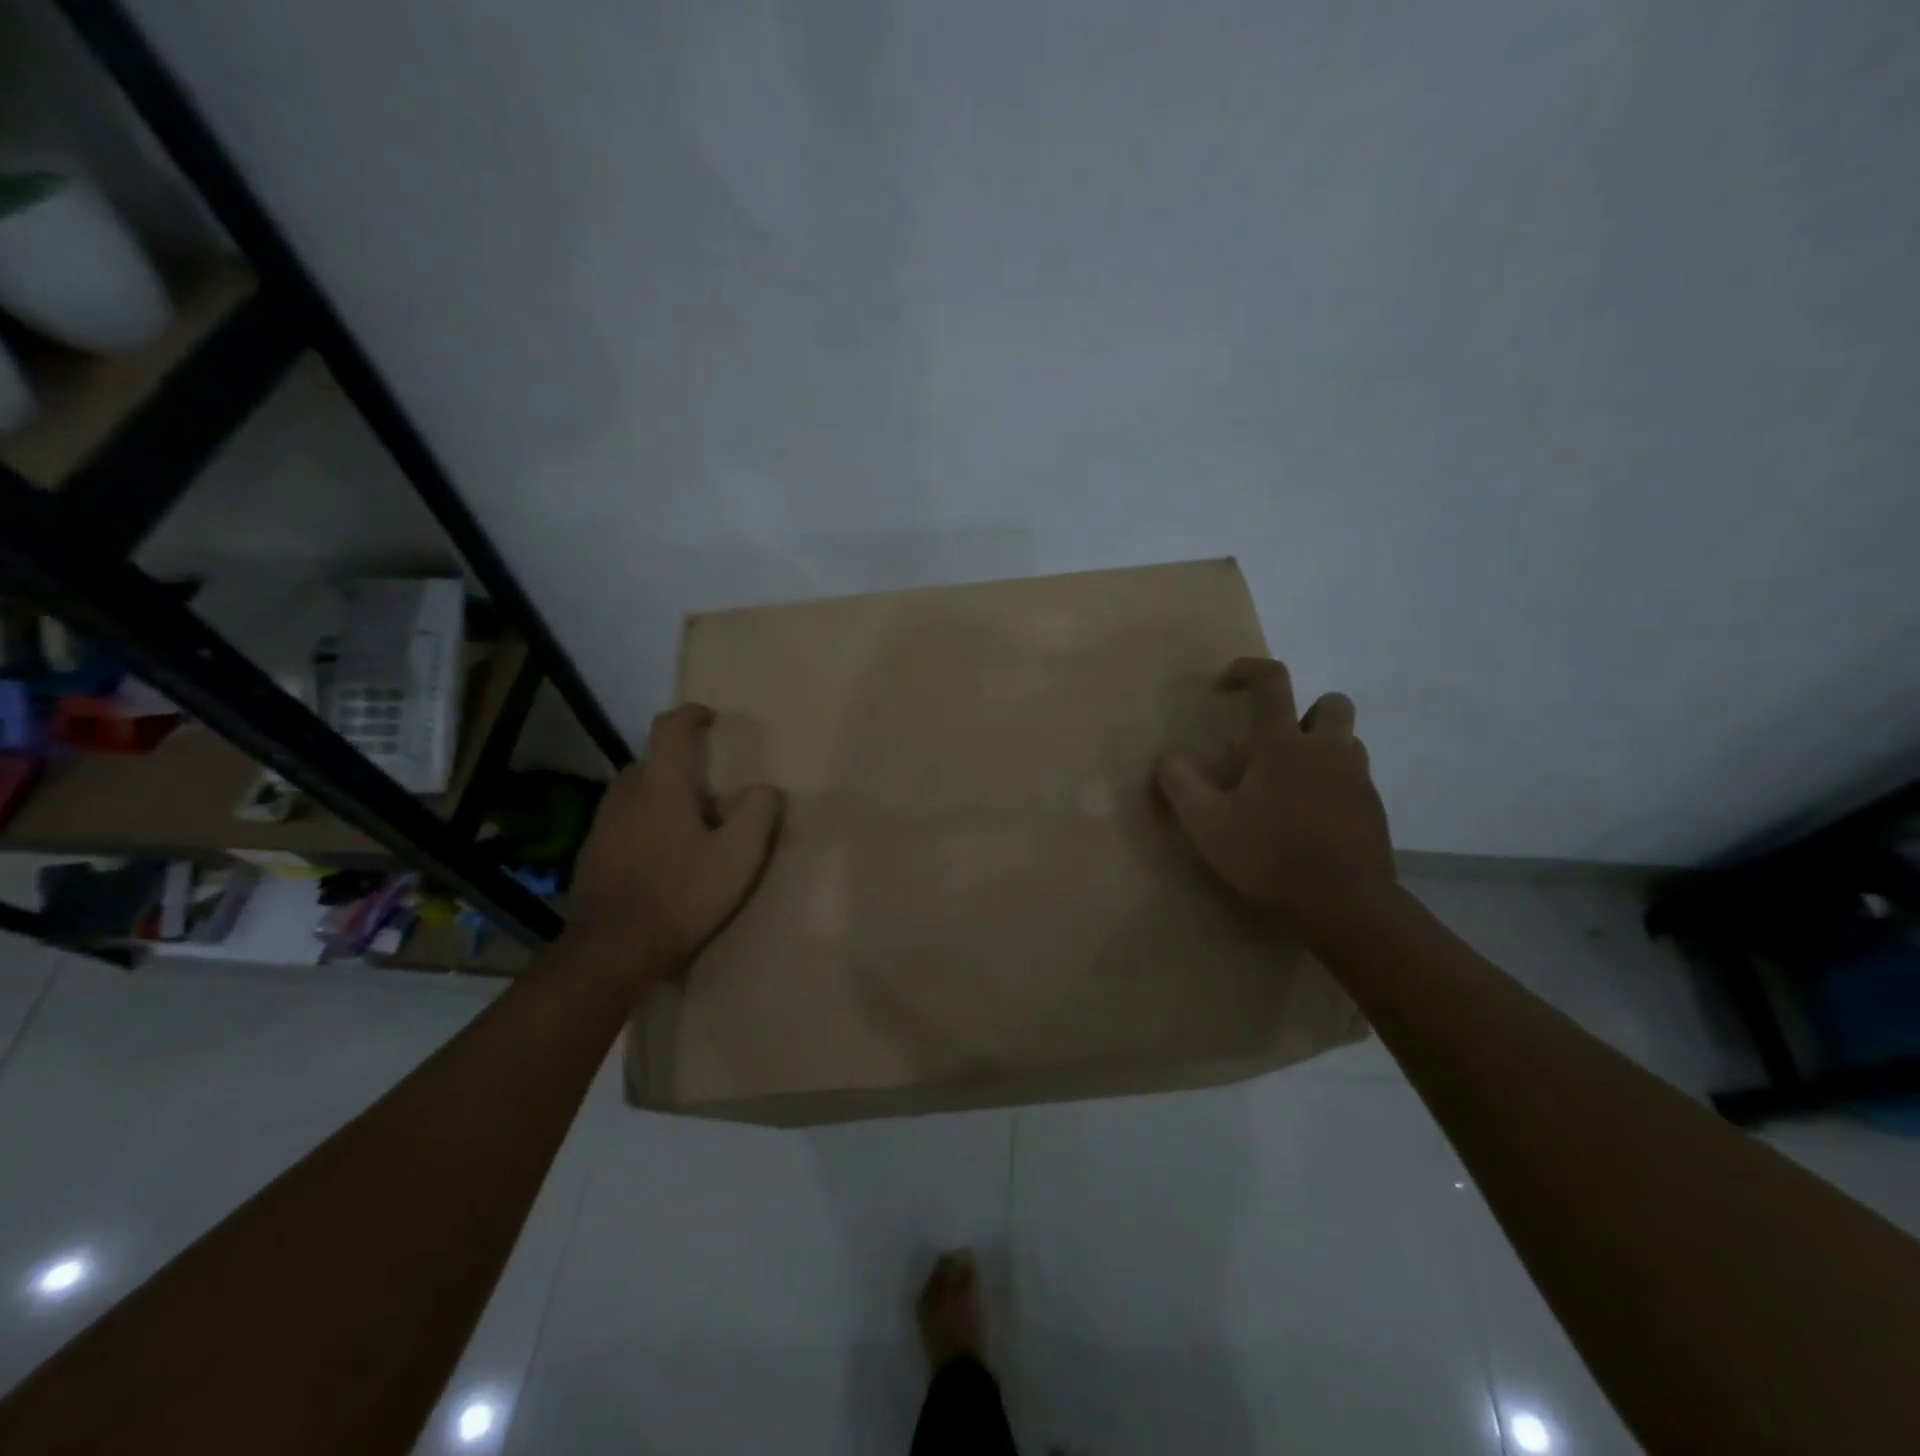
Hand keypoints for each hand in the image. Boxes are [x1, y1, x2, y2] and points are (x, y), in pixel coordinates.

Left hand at [569, 704, 784, 973]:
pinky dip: (643, 824)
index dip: (690, 715)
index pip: (670, 729)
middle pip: (651, 762)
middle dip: (679, 766)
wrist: (612, 949)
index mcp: (661, 785)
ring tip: (687, 825)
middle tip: (709, 791)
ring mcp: (602, 824)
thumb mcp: (738, 857)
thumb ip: (758, 814)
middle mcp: (625, 794)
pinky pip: (622, 822)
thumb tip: (766, 789)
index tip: (709, 717)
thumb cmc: (682, 895)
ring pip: (635, 793)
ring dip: (660, 796)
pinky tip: (660, 857)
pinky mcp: (591, 853)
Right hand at [1154, 657, 1394, 933]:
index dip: (1248, 669)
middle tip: (1274, 744)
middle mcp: (1327, 750)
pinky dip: (1331, 785)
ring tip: (1288, 785)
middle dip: (1304, 711)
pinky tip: (1308, 820)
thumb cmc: (1269, 856)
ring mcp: (1357, 779)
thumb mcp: (1206, 823)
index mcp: (1284, 744)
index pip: (1272, 682)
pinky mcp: (1373, 809)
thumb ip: (1180, 783)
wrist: (1345, 906)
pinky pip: (1353, 779)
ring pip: (1346, 742)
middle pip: (1330, 703)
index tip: (1227, 682)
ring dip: (1320, 749)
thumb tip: (1167, 756)